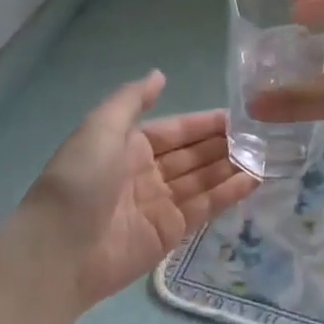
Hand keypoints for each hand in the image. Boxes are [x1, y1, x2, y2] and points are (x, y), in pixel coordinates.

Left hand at [22, 71, 258, 306]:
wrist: (59, 249)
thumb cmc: (79, 181)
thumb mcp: (100, 128)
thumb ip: (132, 100)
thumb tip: (160, 74)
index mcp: (128, 146)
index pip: (176, 130)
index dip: (205, 123)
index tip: (239, 116)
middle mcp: (146, 172)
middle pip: (192, 155)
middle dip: (223, 145)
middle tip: (261, 136)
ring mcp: (159, 204)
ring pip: (202, 180)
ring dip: (230, 167)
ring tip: (265, 156)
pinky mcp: (170, 232)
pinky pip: (204, 207)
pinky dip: (228, 194)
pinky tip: (253, 180)